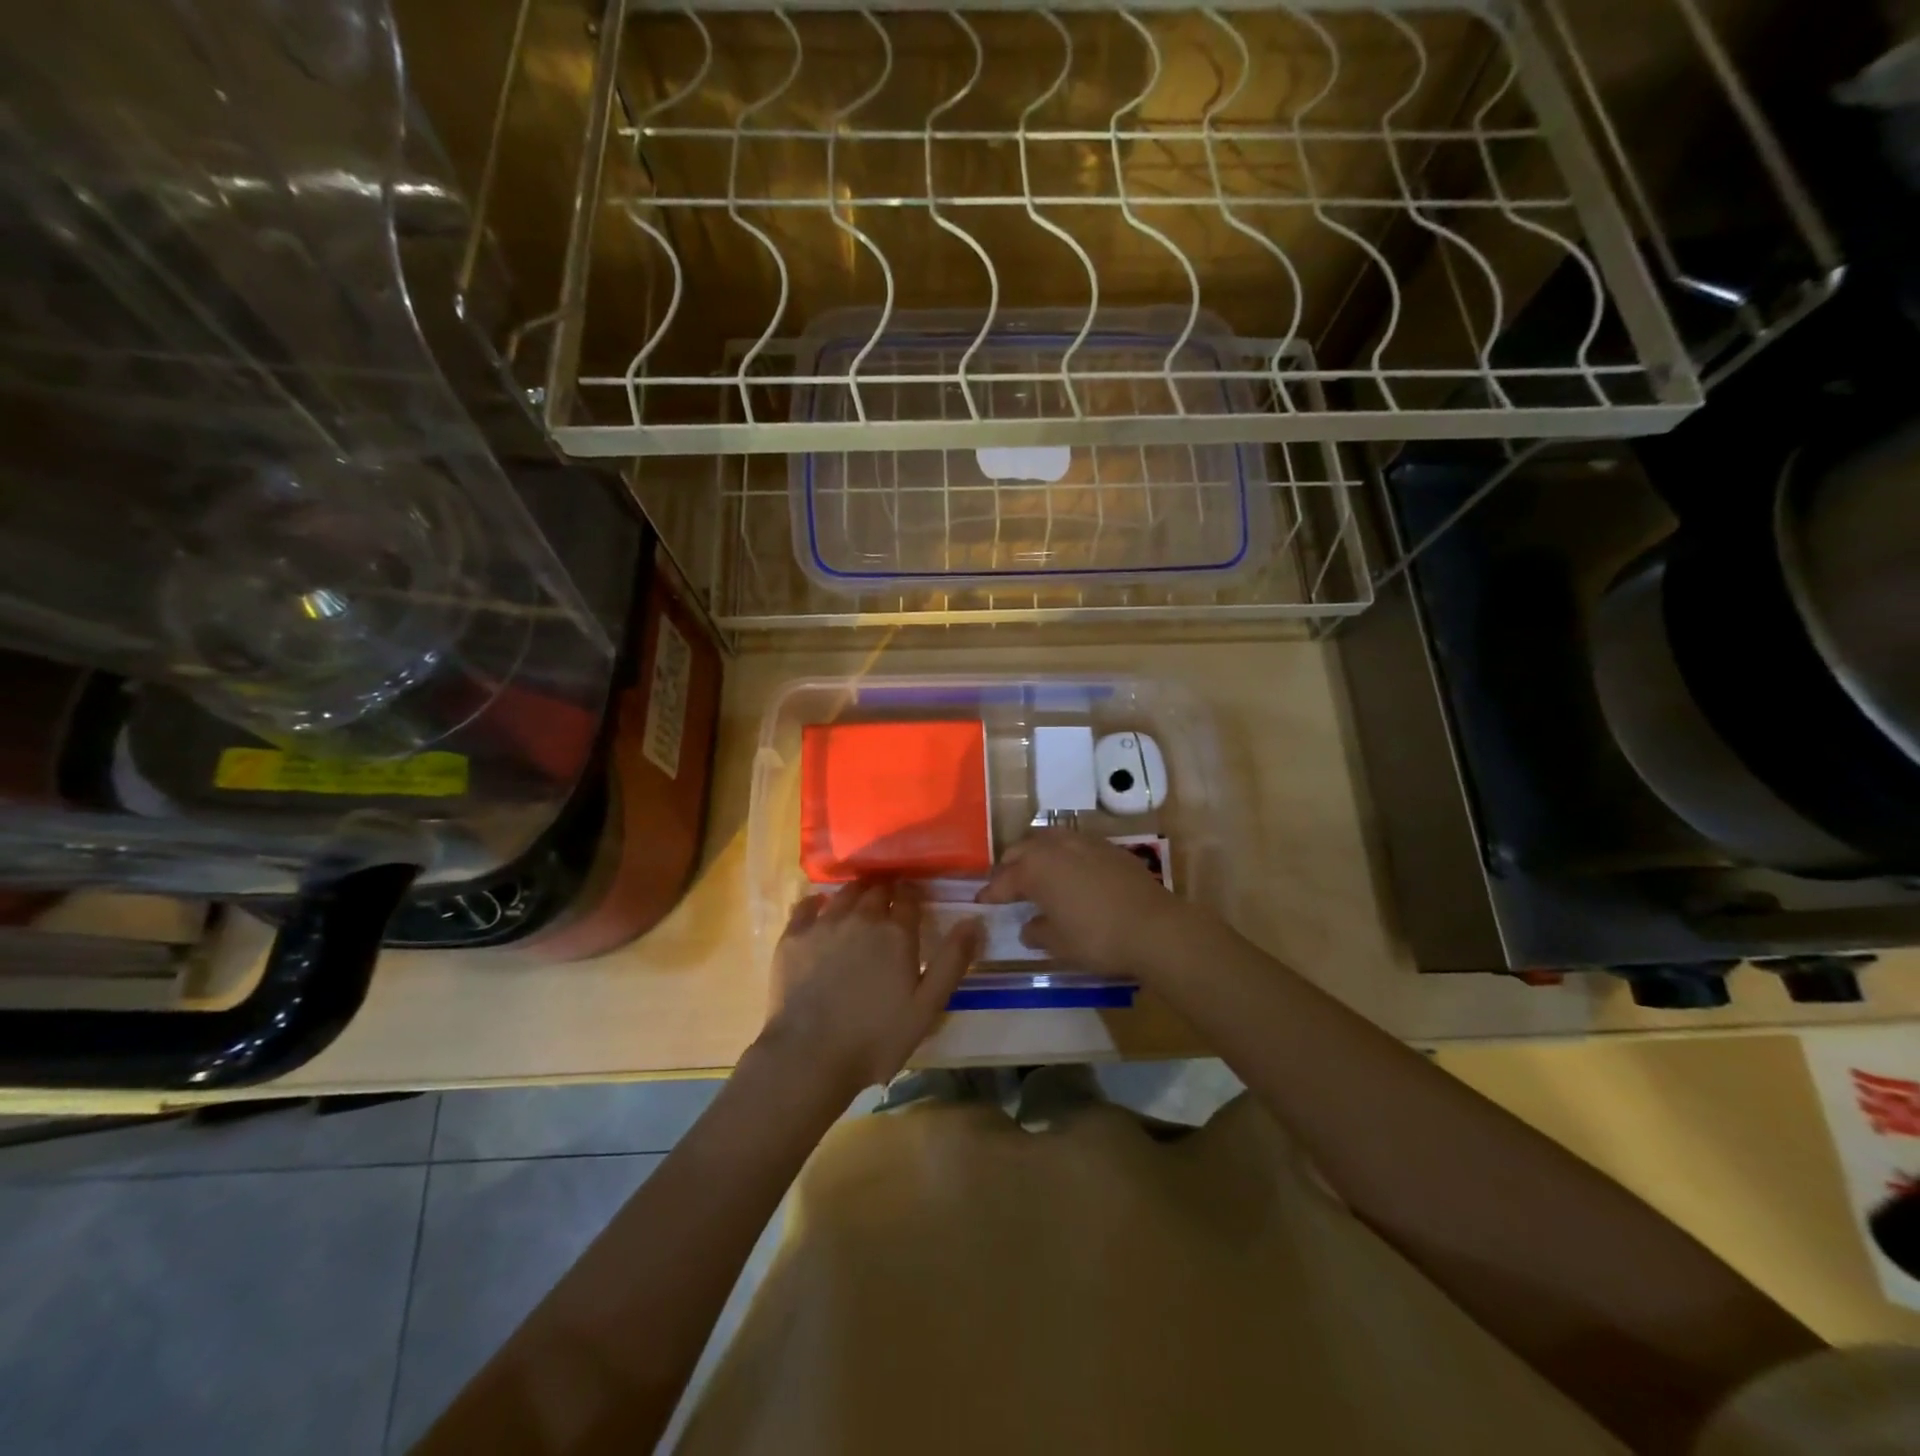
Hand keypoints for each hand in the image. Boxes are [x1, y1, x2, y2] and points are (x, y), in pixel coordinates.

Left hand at [759, 879, 979, 1098]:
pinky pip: (806, 906)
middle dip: (885, 890)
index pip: (908, 897)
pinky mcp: (793, 937)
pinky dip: (816, 903)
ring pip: (844, 893)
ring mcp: (824, 924)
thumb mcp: (927, 1006)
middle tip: (888, 900)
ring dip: (856, 892)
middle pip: (876, 890)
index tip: (913, 898)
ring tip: (859, 900)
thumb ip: (952, 961)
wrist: (809, 1055)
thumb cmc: (876, 1037)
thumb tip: (973, 921)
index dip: (912, 894)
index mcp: (896, 933)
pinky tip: (818, 908)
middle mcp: (861, 918)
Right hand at [975, 827, 1191, 976]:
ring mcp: (1085, 842)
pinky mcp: (1109, 847)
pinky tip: (1070, 873)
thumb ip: (1037, 932)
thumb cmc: (1097, 938)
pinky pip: (1075, 844)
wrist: (1154, 928)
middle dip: (1010, 866)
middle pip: (1022, 849)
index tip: (982, 901)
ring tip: (1036, 872)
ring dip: (1037, 854)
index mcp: (1036, 868)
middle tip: (1006, 885)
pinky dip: (1064, 855)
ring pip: (1049, 839)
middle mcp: (1056, 847)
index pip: (1004, 879)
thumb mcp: (1059, 944)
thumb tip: (1029, 927)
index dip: (991, 892)